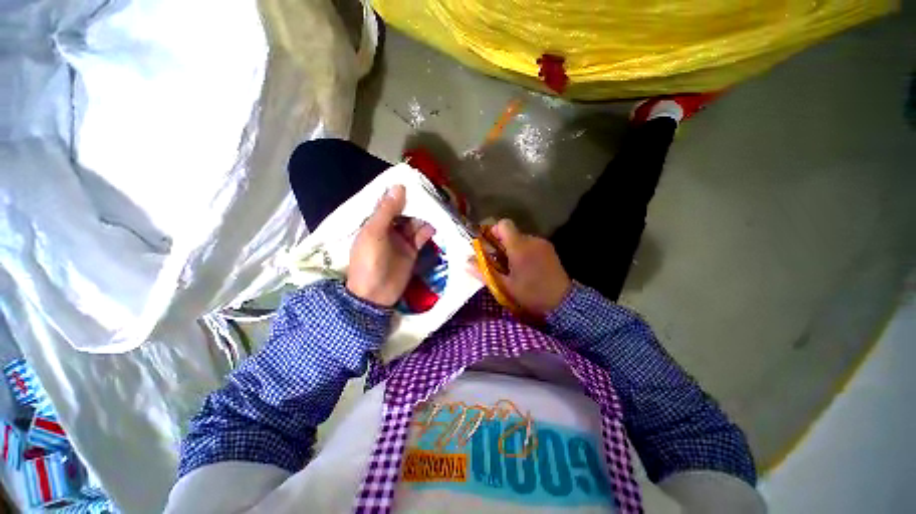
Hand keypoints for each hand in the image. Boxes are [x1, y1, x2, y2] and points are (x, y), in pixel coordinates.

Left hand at [346, 185, 434, 306]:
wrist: (376, 294)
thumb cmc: (369, 262)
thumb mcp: (374, 233)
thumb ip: (386, 211)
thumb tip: (398, 187)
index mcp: (374, 222)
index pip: (388, 202)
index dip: (399, 193)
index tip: (414, 181)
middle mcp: (388, 228)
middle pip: (404, 211)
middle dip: (415, 203)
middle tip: (431, 192)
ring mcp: (401, 239)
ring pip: (414, 222)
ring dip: (424, 215)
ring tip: (437, 206)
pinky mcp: (412, 249)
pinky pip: (421, 236)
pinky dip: (428, 229)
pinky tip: (436, 223)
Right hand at [484, 219, 571, 315]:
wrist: (563, 302)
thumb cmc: (531, 294)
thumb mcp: (504, 286)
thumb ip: (484, 272)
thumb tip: (466, 261)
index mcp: (519, 247)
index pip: (503, 224)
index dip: (493, 231)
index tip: (488, 245)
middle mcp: (532, 240)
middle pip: (511, 232)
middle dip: (501, 243)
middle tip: (498, 262)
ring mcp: (543, 243)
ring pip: (521, 238)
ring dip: (513, 248)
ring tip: (513, 267)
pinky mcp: (549, 249)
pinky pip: (531, 244)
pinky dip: (524, 251)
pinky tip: (526, 267)